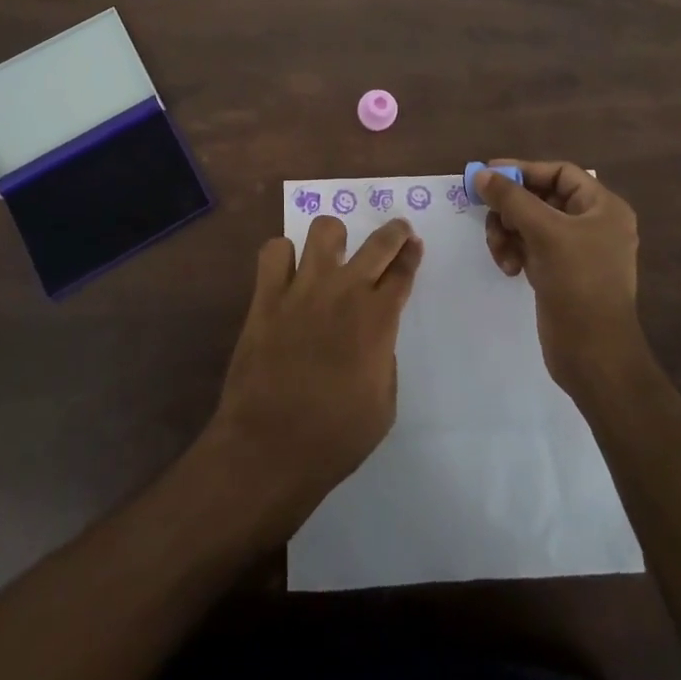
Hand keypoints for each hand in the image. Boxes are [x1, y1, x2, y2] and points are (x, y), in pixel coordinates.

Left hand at [206, 216, 423, 527]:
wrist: (269, 449)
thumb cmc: (335, 438)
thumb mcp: (383, 406)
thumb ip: (384, 359)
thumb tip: (374, 337)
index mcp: (377, 320)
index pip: (402, 272)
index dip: (411, 255)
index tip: (414, 245)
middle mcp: (344, 292)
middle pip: (378, 243)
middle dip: (394, 233)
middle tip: (397, 231)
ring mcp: (302, 289)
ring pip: (324, 230)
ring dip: (335, 237)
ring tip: (335, 251)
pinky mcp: (266, 296)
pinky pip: (274, 251)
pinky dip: (284, 255)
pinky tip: (288, 272)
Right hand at [476, 161, 644, 395]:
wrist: (595, 357)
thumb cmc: (578, 284)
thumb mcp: (544, 233)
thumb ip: (511, 199)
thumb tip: (481, 175)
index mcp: (603, 207)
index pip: (559, 173)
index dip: (523, 170)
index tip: (487, 176)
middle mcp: (593, 224)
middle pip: (541, 197)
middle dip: (512, 208)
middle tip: (488, 215)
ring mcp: (577, 250)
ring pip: (531, 223)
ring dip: (508, 232)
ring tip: (500, 252)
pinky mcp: (562, 273)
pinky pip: (531, 247)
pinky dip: (515, 252)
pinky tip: (508, 269)